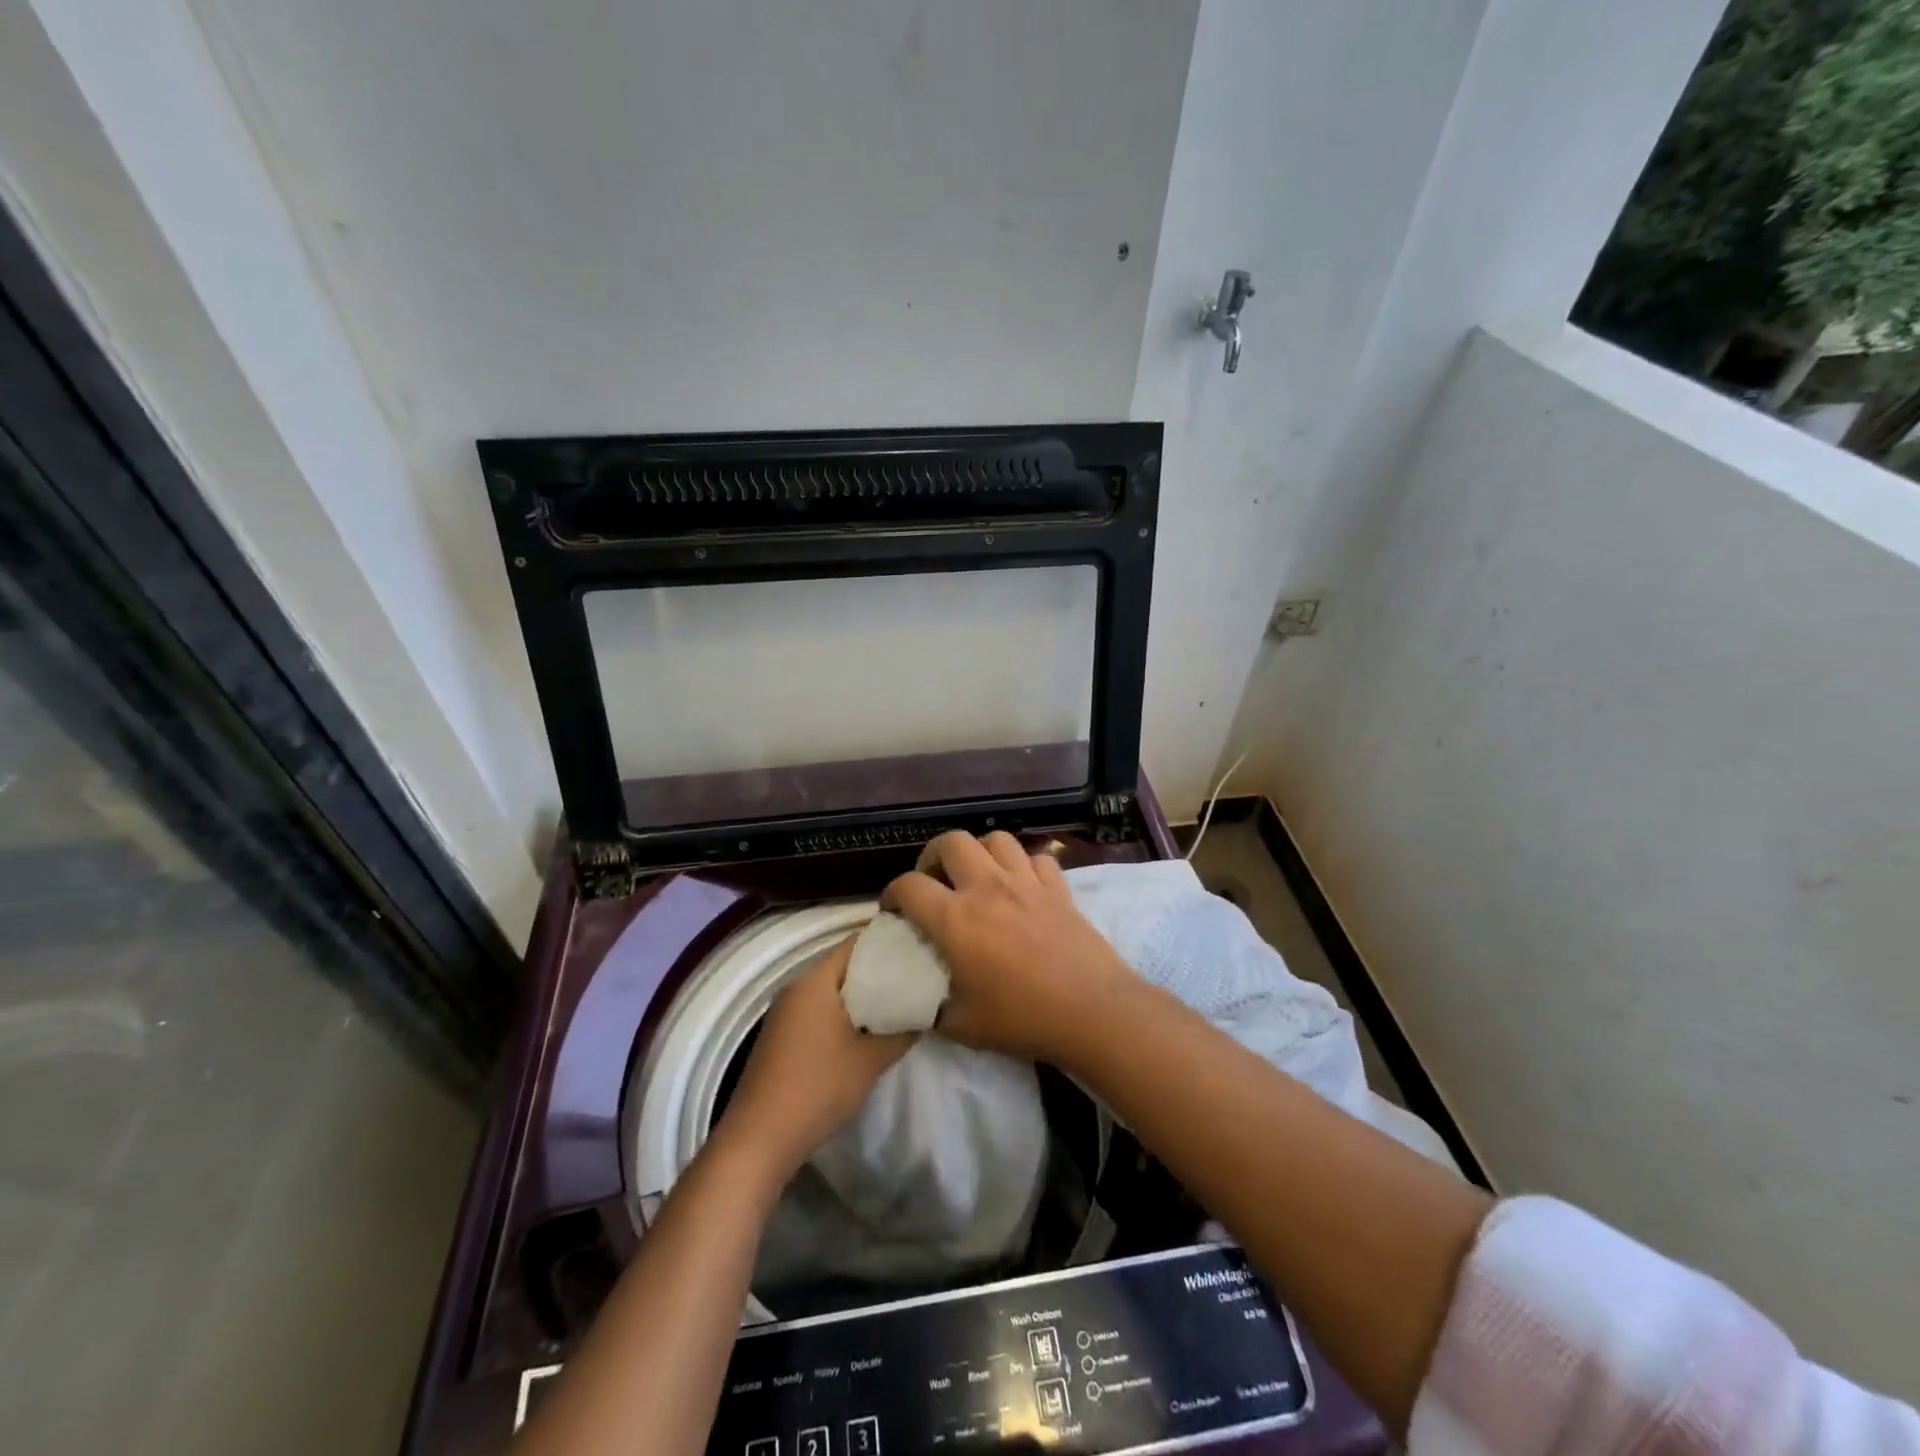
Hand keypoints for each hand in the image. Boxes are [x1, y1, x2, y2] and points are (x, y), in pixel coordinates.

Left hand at [716, 939, 915, 1182]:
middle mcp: (796, 987)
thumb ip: (902, 1032)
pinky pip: (818, 1010)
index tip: (918, 948)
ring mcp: (784, 1012)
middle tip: (916, 976)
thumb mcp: (870, 1060)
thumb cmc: (818, 1088)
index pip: (856, 944)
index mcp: (815, 981)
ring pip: (831, 991)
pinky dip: (843, 1013)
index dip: (889, 943)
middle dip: (879, 972)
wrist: (760, 1138)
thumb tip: (925, 1013)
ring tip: (899, 1001)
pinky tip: (867, 1029)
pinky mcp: (781, 1035)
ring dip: (861, 996)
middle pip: (844, 966)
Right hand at [882, 830, 1135, 1061]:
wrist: (1092, 1011)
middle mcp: (987, 888)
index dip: (892, 894)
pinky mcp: (1058, 887)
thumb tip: (915, 1000)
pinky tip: (1022, 886)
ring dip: (979, 852)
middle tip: (934, 882)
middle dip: (932, 857)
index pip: (908, 886)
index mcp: (955, 919)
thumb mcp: (962, 1026)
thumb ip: (930, 1007)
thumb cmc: (1023, 1019)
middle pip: (950, 842)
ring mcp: (1026, 882)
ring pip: (996, 839)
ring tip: (977, 876)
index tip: (893, 911)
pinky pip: (1036, 858)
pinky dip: (1024, 866)